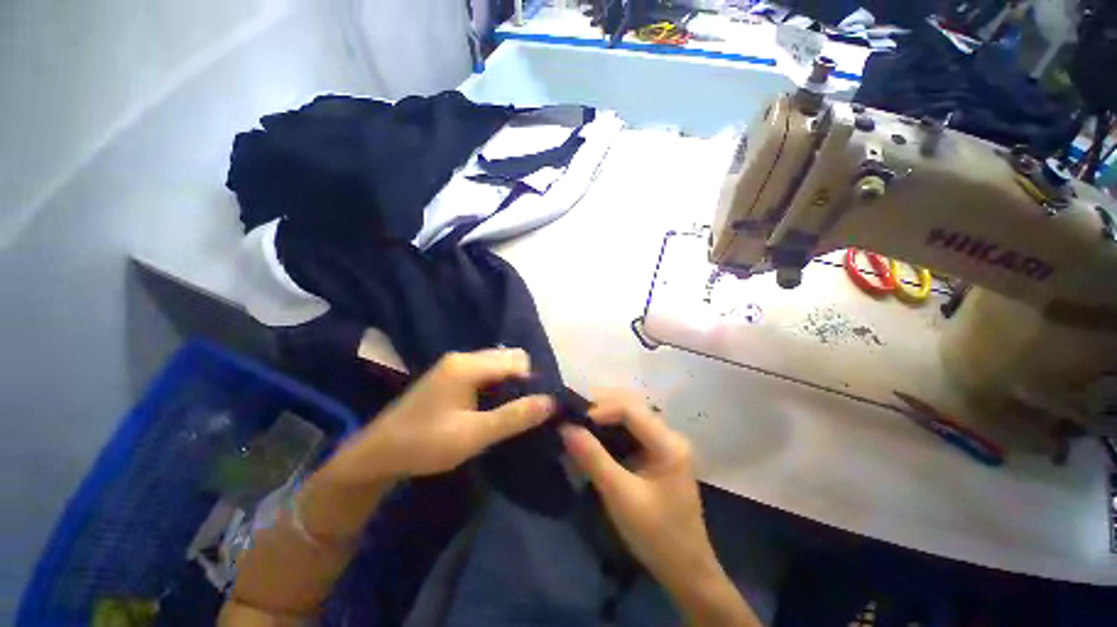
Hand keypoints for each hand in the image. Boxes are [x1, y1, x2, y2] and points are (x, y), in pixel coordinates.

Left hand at [324, 349, 553, 482]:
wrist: (376, 454)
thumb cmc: (425, 444)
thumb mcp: (473, 435)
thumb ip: (513, 417)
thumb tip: (550, 402)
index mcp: (468, 365)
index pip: (517, 360)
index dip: (532, 381)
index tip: (536, 407)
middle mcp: (463, 357)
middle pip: (508, 357)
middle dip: (522, 380)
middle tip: (521, 411)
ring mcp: (454, 364)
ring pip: (497, 364)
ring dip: (509, 383)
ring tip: (509, 411)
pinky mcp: (449, 375)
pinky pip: (484, 371)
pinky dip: (495, 385)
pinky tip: (491, 407)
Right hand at [560, 390, 715, 585]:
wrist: (685, 570)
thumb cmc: (656, 535)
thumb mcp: (620, 496)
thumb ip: (593, 458)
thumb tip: (565, 427)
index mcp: (668, 443)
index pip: (630, 409)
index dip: (599, 409)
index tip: (572, 419)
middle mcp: (669, 434)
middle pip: (631, 406)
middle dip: (600, 407)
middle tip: (572, 414)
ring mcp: (665, 442)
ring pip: (630, 415)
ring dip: (604, 415)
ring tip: (579, 421)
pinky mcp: (657, 452)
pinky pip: (630, 429)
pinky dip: (610, 428)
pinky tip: (594, 434)